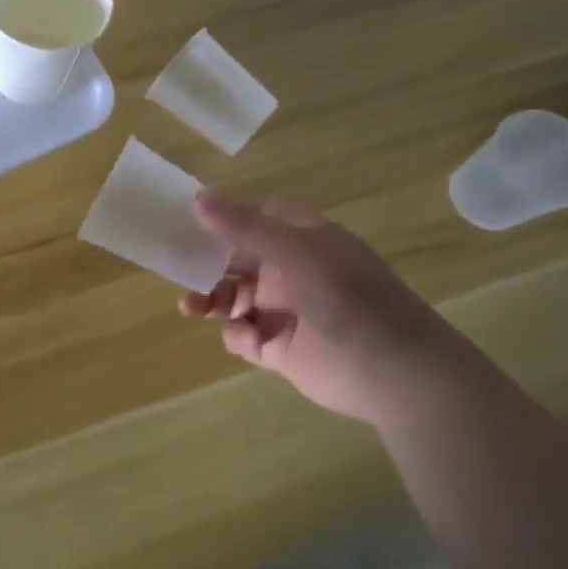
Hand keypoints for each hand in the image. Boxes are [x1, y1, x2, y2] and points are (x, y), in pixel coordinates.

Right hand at [179, 193, 462, 424]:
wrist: (394, 371)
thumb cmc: (347, 296)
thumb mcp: (294, 251)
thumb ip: (243, 226)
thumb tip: (197, 197)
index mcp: (300, 238)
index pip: (253, 217)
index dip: (223, 215)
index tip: (186, 216)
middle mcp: (290, 270)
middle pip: (236, 257)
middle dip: (206, 259)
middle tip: (173, 262)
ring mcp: (285, 310)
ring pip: (233, 296)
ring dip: (210, 298)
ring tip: (190, 306)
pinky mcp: (280, 348)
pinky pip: (244, 335)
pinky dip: (235, 334)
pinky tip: (242, 335)